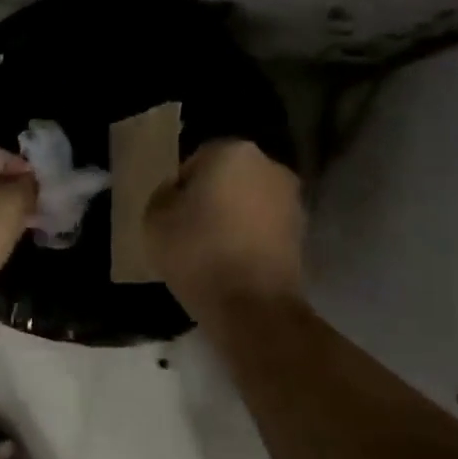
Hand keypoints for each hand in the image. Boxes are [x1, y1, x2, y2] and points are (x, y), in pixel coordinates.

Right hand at [145, 140, 304, 311]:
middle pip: (228, 178)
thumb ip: (165, 194)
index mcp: (233, 151)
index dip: (180, 189)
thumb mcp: (154, 218)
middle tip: (189, 230)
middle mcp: (269, 166)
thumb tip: (179, 192)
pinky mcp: (302, 234)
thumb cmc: (197, 252)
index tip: (171, 216)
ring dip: (234, 218)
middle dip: (212, 198)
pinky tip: (233, 263)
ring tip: (212, 250)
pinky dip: (250, 239)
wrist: (253, 306)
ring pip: (249, 202)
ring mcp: (291, 200)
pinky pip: (264, 228)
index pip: (196, 160)